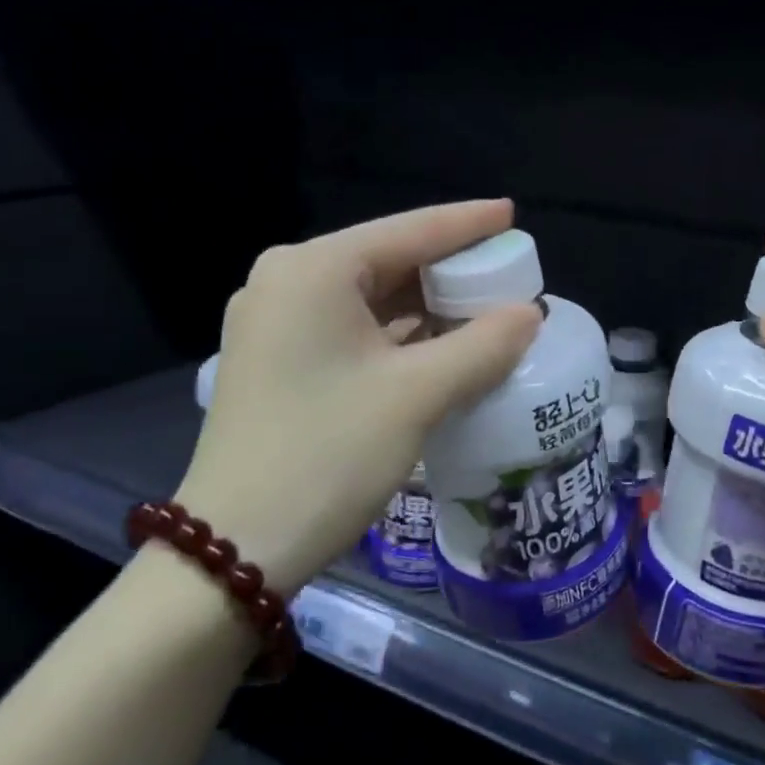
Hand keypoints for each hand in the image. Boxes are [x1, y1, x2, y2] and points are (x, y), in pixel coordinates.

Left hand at [177, 201, 540, 590]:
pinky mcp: (279, 362)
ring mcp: (277, 324)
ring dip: (428, 306)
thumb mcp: (417, 396)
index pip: (408, 230)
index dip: (467, 223)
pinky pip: (354, 330)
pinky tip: (443, 345)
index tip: (512, 215)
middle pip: (388, 260)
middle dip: (450, 269)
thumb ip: (483, 345)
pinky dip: (401, 334)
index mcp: (315, 271)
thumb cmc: (327, 455)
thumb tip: (528, 313)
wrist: (236, 549)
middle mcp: (288, 283)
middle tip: (509, 273)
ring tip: (488, 309)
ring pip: (372, 298)